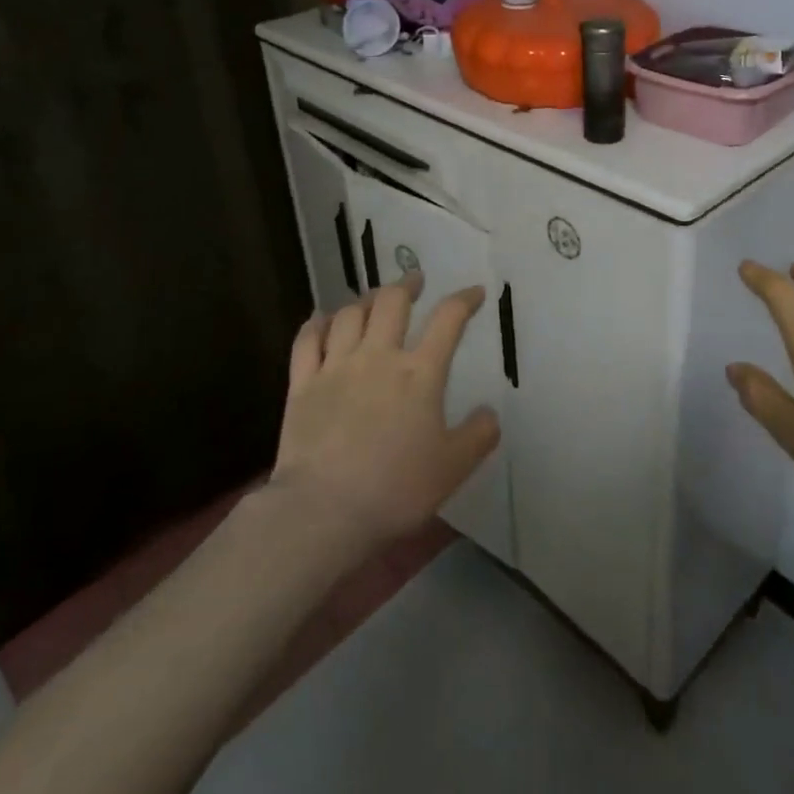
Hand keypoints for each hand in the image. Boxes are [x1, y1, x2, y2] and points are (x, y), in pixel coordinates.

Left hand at [272, 274, 499, 548]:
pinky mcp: (302, 384)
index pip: (448, 320)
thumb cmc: (396, 489)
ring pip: (350, 314)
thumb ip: (478, 435)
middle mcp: (378, 357)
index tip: (475, 293)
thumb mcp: (454, 467)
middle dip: (407, 285)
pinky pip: (307, 340)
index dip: (464, 300)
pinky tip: (322, 319)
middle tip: (415, 282)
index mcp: (420, 373)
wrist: (324, 511)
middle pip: (392, 302)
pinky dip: (317, 323)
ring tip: (374, 300)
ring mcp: (336, 367)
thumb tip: (490, 412)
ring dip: (365, 300)